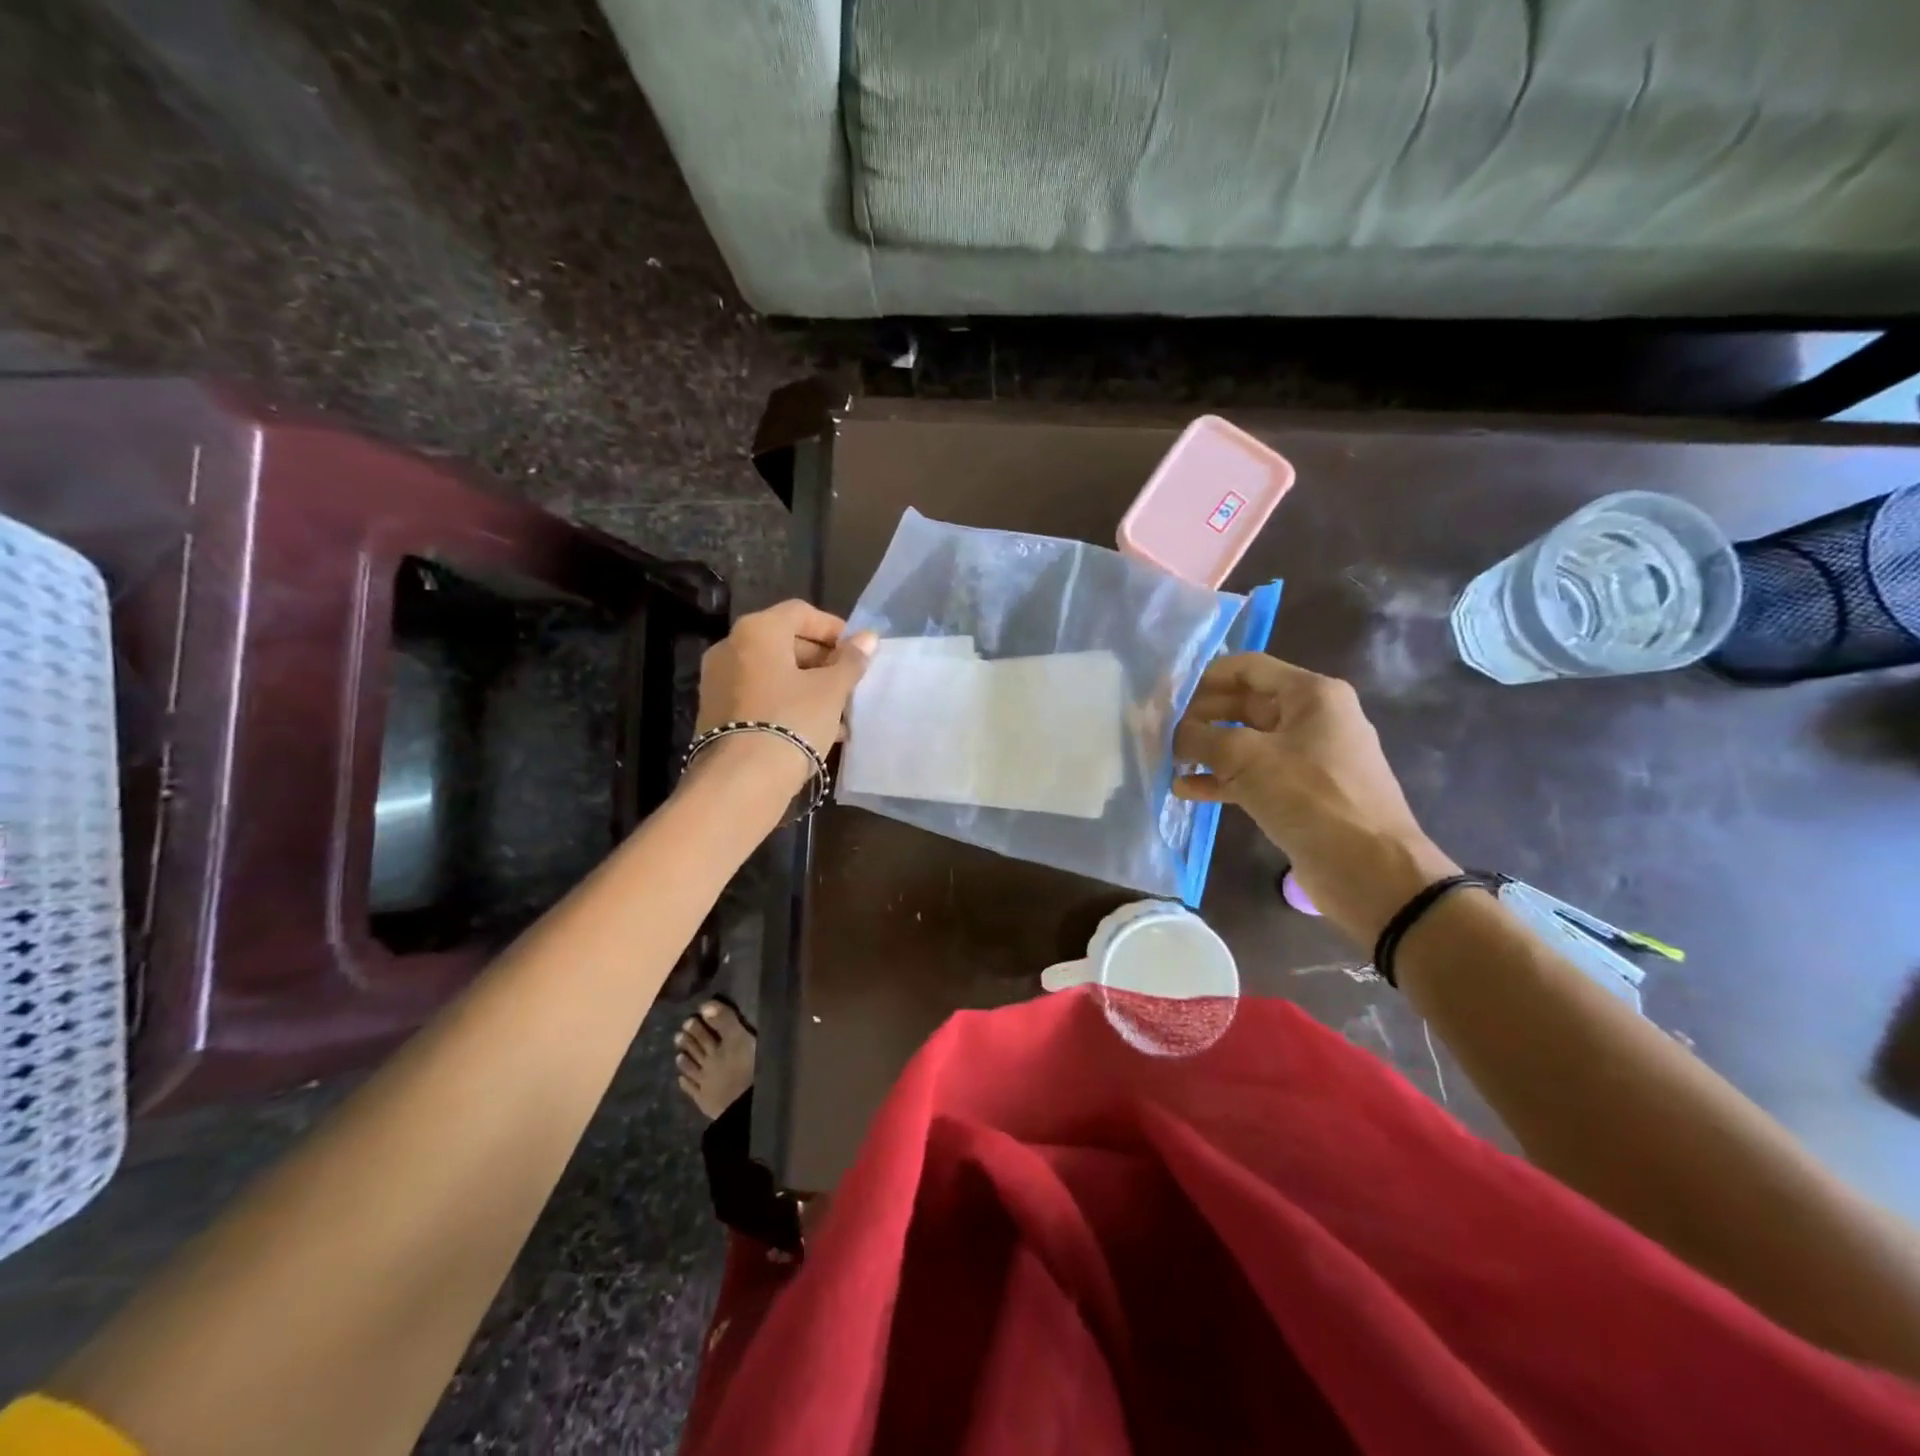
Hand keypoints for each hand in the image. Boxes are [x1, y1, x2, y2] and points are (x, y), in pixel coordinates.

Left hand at [695, 599, 875, 761]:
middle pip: (785, 642)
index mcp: (757, 630)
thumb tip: (868, 637)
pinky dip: (786, 703)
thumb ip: (850, 661)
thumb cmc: (792, 721)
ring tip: (838, 713)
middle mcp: (731, 647)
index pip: (801, 613)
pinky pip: (759, 696)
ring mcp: (719, 681)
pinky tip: (814, 729)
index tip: (858, 653)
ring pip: (773, 673)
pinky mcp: (716, 712)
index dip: (834, 629)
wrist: (742, 780)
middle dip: (822, 661)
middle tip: (849, 684)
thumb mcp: (831, 690)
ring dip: (807, 686)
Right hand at [1172, 653, 1458, 942]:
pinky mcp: (1301, 794)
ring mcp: (1307, 758)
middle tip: (1162, 733)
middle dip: (1202, 717)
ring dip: (1207, 751)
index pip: (1248, 668)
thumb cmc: (1310, 796)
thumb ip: (1202, 738)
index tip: (1168, 698)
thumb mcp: (1246, 758)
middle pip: (1245, 704)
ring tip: (1168, 762)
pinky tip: (1186, 790)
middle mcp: (1312, 718)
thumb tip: (1176, 734)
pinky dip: (1221, 780)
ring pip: (1246, 743)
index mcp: (1311, 694)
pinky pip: (1254, 776)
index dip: (1205, 678)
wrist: (1368, 868)